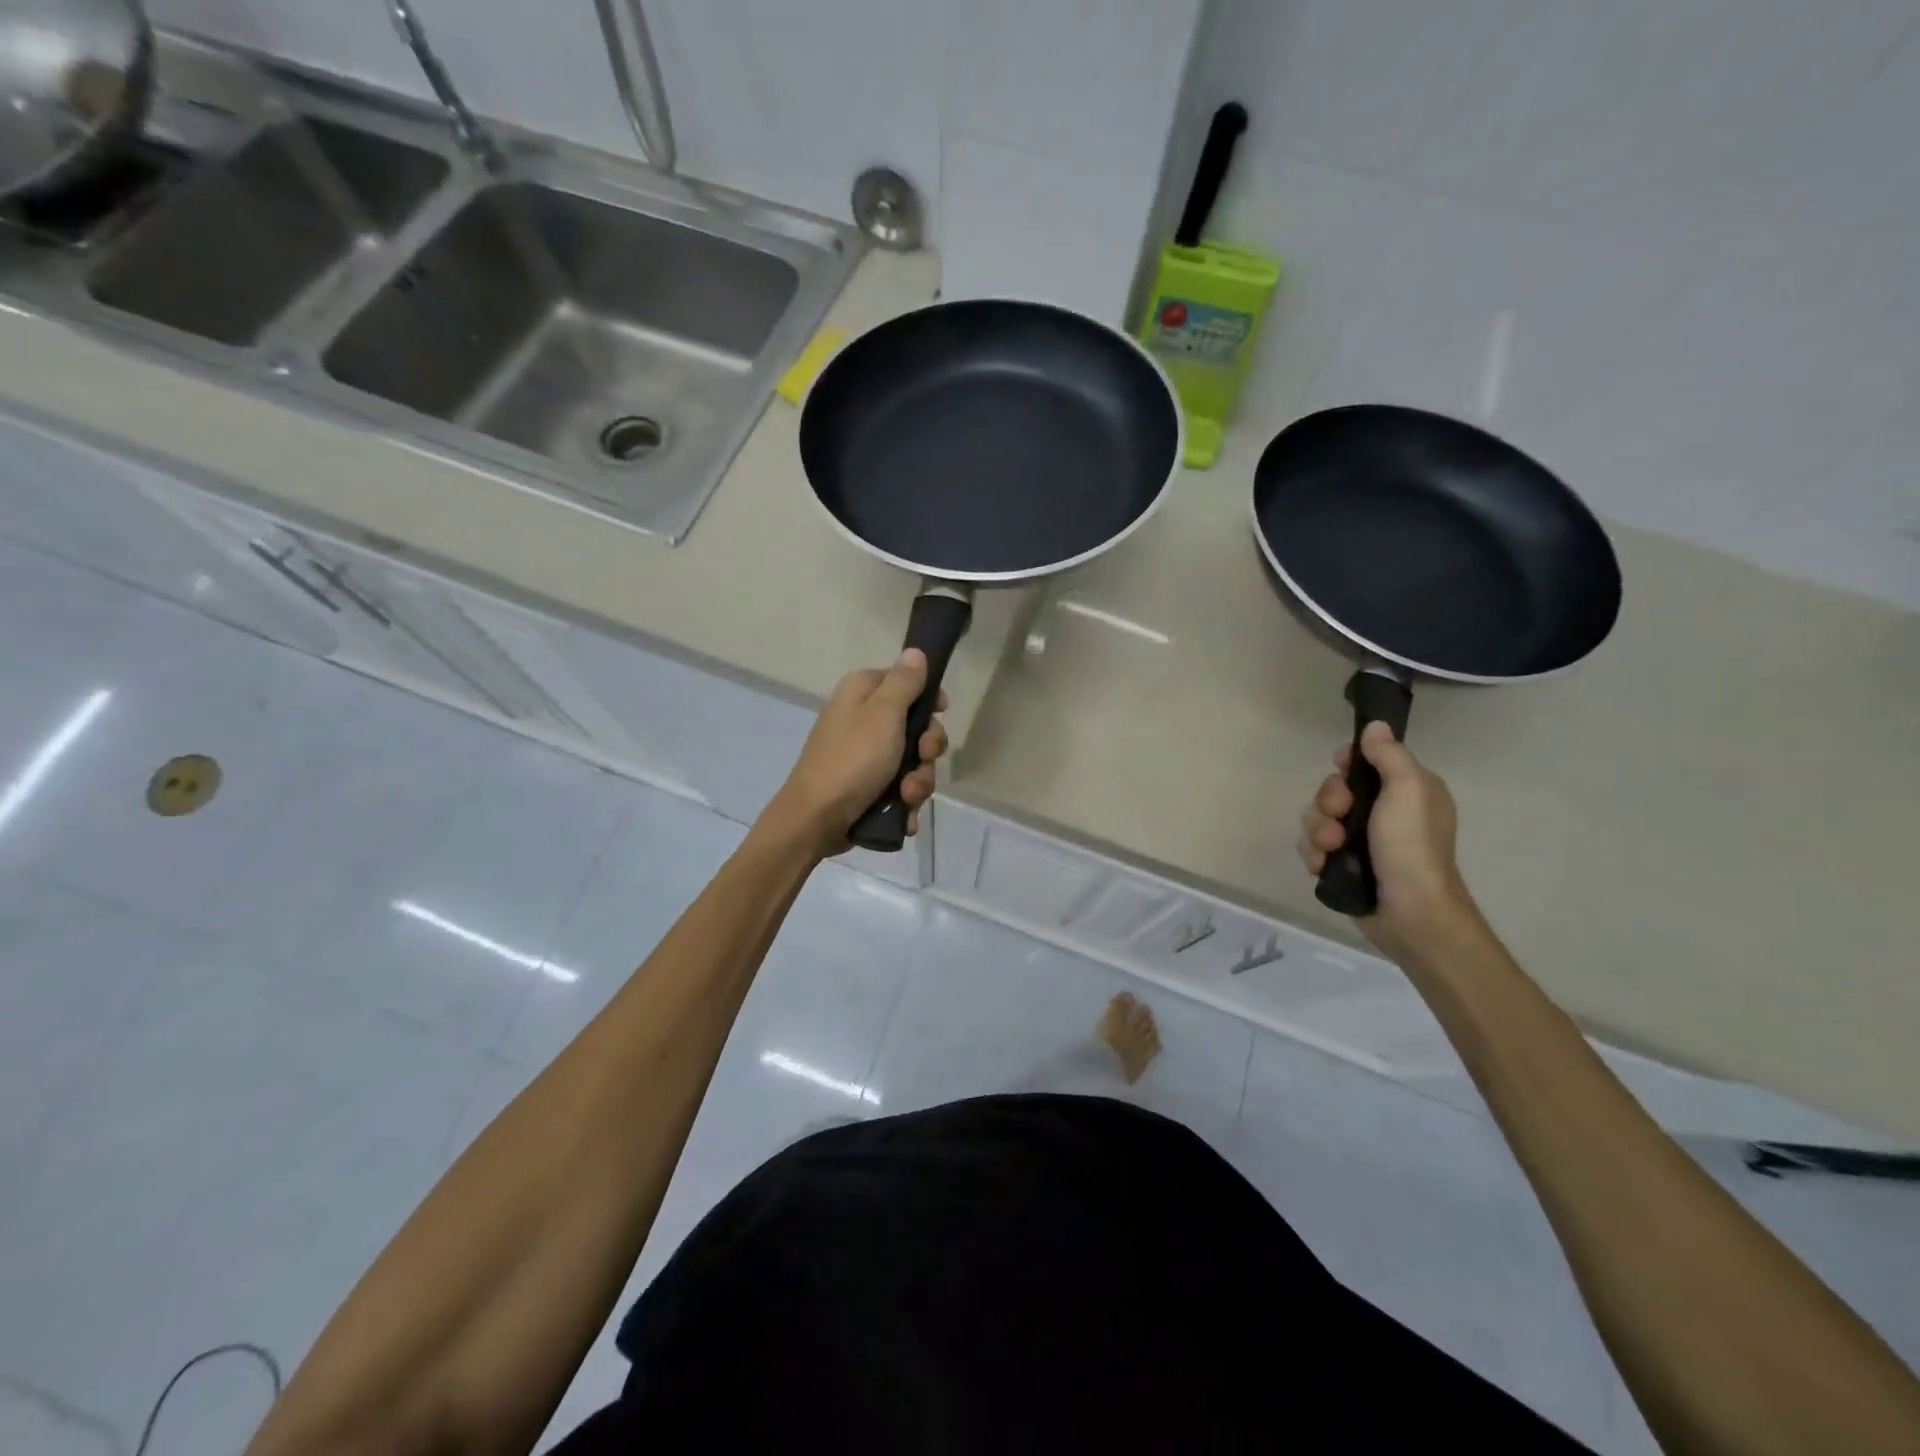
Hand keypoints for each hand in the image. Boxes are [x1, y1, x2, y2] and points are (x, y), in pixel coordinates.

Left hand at [766, 650, 949, 856]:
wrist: (816, 819)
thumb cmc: (853, 760)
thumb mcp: (884, 714)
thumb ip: (904, 682)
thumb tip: (915, 652)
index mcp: (861, 694)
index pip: (904, 682)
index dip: (927, 697)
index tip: (941, 712)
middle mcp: (861, 720)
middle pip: (914, 727)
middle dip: (926, 750)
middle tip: (923, 760)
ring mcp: (863, 757)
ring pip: (911, 763)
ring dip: (918, 782)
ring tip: (907, 796)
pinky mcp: (865, 787)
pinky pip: (898, 789)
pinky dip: (904, 802)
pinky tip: (903, 816)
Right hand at [1298, 722, 1479, 959]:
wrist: (1410, 911)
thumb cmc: (1412, 845)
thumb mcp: (1409, 789)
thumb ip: (1389, 755)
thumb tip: (1375, 726)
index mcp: (1406, 791)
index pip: (1365, 762)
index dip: (1347, 765)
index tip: (1343, 769)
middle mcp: (1384, 812)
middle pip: (1334, 790)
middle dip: (1328, 802)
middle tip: (1339, 817)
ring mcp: (1362, 841)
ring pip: (1318, 819)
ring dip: (1318, 832)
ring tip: (1332, 849)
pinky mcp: (1344, 866)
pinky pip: (1313, 848)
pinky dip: (1315, 855)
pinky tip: (1324, 865)